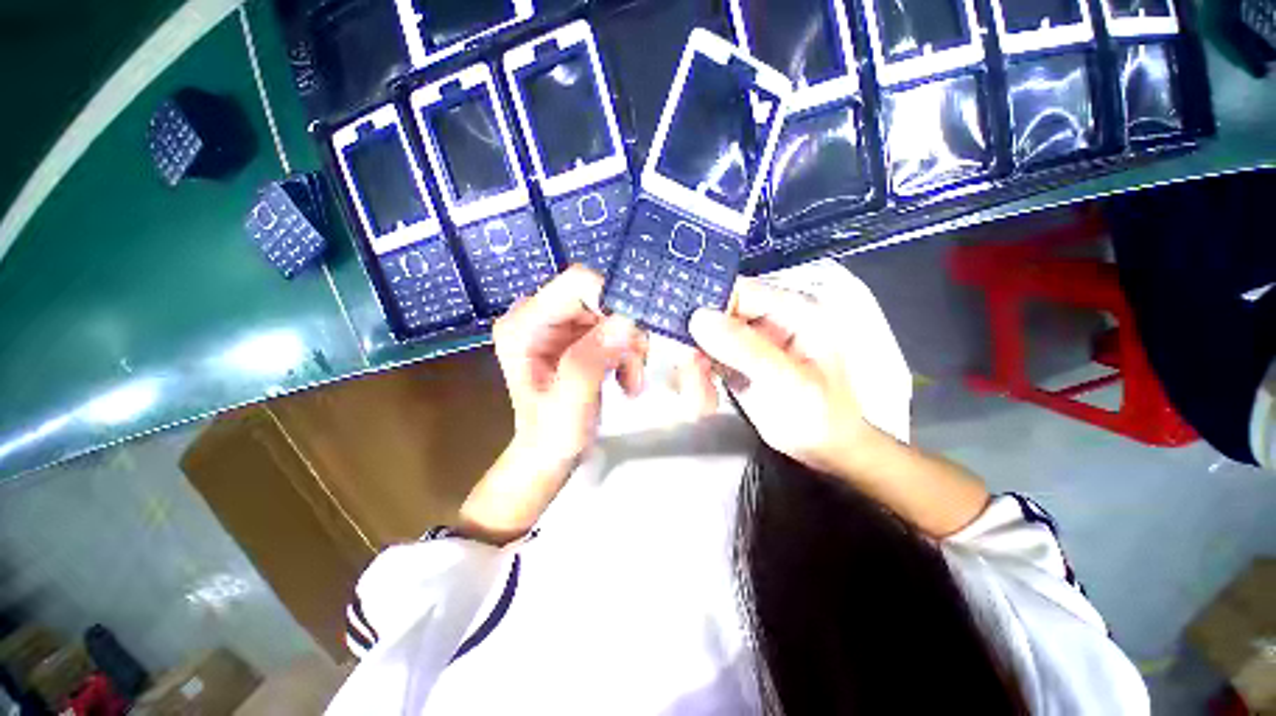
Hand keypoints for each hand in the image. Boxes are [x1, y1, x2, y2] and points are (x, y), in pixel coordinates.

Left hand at [492, 266, 645, 471]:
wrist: (549, 453)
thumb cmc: (552, 435)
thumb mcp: (571, 402)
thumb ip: (592, 359)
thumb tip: (626, 320)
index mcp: (524, 325)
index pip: (575, 283)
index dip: (612, 301)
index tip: (633, 336)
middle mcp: (538, 315)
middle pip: (599, 299)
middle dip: (625, 333)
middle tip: (636, 369)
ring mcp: (559, 324)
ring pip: (613, 315)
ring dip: (630, 347)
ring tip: (632, 382)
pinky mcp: (576, 335)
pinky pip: (614, 329)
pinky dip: (627, 353)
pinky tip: (626, 379)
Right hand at [686, 278, 877, 475]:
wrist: (823, 449)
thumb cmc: (819, 416)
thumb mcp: (787, 383)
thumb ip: (746, 349)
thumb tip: (700, 318)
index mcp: (792, 311)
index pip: (739, 291)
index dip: (707, 307)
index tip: (683, 333)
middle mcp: (766, 319)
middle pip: (714, 315)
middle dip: (696, 349)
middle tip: (692, 378)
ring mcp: (748, 340)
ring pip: (702, 339)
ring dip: (693, 370)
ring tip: (700, 401)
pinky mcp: (734, 360)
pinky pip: (703, 360)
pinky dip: (697, 380)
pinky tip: (705, 402)